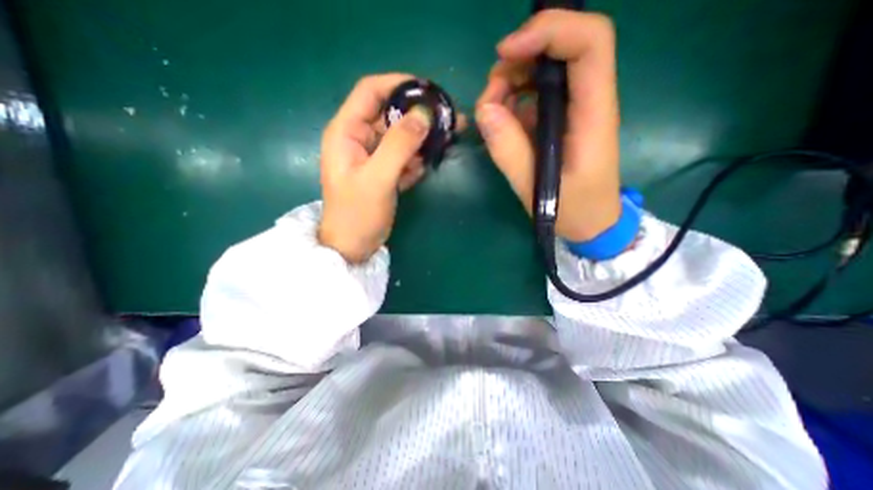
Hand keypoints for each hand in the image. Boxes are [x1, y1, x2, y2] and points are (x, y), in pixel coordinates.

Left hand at [315, 73, 449, 263]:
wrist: (353, 247)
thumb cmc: (357, 214)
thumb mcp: (377, 178)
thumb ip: (399, 145)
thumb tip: (424, 115)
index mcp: (347, 132)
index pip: (371, 91)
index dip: (399, 85)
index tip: (430, 92)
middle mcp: (359, 139)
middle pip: (391, 114)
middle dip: (419, 116)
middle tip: (449, 120)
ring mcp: (372, 157)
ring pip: (400, 137)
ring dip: (421, 141)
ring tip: (444, 144)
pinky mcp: (383, 172)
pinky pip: (403, 157)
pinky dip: (414, 161)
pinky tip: (421, 171)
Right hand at [474, 10, 624, 240]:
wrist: (592, 222)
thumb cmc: (572, 210)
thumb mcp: (536, 188)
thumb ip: (509, 151)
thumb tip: (485, 110)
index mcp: (592, 114)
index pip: (589, 43)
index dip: (549, 31)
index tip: (506, 53)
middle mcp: (586, 102)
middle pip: (561, 48)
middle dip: (518, 61)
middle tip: (489, 97)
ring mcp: (572, 110)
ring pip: (543, 70)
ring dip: (510, 82)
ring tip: (491, 114)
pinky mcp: (559, 120)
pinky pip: (534, 95)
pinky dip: (512, 100)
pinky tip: (502, 123)